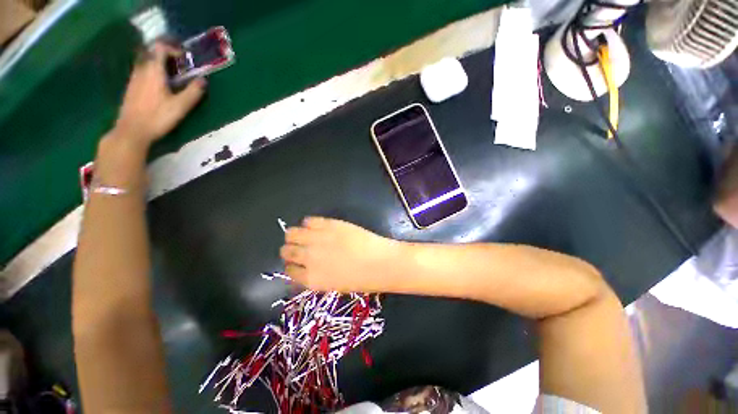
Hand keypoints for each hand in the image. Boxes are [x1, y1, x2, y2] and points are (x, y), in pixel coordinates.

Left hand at [114, 42, 205, 146]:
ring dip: (160, 66)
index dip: (173, 49)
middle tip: (181, 69)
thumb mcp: (181, 106)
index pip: (160, 48)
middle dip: (167, 57)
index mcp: (153, 71)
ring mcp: (134, 79)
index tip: (185, 59)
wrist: (132, 130)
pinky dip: (153, 74)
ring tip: (173, 78)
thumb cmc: (158, 117)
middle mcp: (141, 70)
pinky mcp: (131, 88)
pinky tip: (160, 87)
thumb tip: (203, 80)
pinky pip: (143, 73)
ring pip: (147, 63)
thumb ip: (193, 92)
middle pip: (152, 54)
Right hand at [280, 217, 400, 291]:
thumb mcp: (334, 285)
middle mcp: (309, 258)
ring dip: (294, 235)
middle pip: (287, 251)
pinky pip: (309, 221)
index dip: (292, 265)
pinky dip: (309, 223)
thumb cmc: (362, 279)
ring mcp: (318, 239)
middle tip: (299, 247)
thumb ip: (316, 277)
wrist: (380, 262)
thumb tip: (306, 269)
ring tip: (303, 235)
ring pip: (292, 233)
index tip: (296, 262)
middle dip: (290, 250)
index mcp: (310, 279)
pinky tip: (315, 226)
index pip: (289, 270)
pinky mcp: (329, 225)